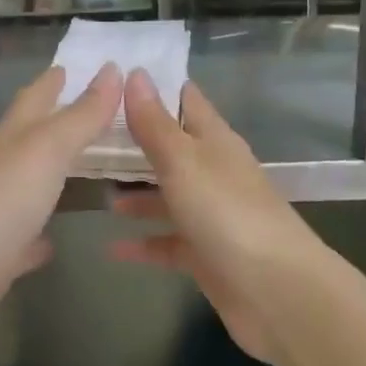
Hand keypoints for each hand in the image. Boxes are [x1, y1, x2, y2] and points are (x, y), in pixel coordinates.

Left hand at [0, 62, 123, 364]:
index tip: (77, 64)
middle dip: (59, 122)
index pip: (35, 97)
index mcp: (12, 138)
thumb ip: (81, 115)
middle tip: (97, 113)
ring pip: (31, 186)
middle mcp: (2, 169)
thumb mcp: (46, 149)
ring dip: (54, 176)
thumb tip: (113, 69)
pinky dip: (40, 236)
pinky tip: (56, 241)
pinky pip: (25, 241)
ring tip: (90, 169)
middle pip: (32, 138)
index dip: (55, 80)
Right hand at [111, 70, 326, 362]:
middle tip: (88, 134)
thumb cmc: (227, 213)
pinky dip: (143, 243)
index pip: (185, 100)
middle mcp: (214, 172)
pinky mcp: (207, 255)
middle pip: (172, 149)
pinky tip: (111, 247)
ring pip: (167, 196)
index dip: (154, 87)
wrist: (277, 292)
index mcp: (214, 141)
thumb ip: (155, 123)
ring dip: (136, 194)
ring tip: (96, 191)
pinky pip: (168, 243)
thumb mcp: (183, 161)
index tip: (114, 76)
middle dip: (135, 142)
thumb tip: (136, 73)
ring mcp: (212, 215)